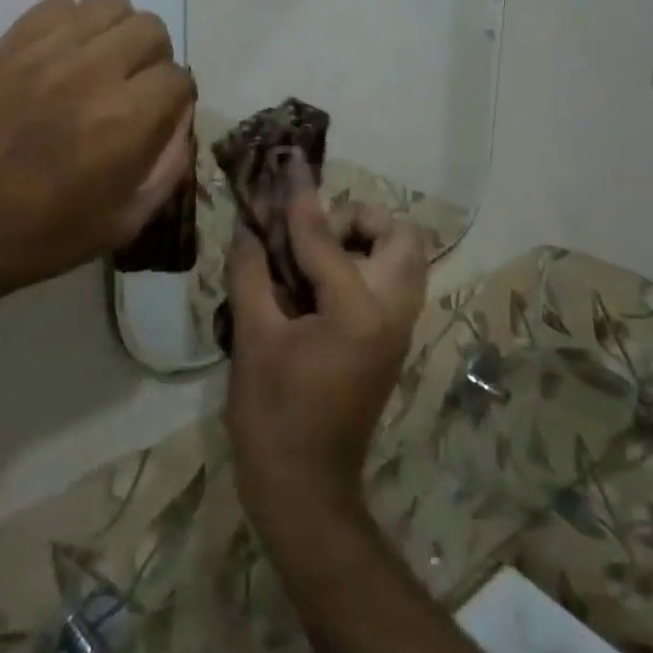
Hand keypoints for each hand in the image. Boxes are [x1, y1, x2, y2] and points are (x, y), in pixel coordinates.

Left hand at [0, 0, 193, 324]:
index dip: (176, 99)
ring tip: (100, 63)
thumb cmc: (39, 238)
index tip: (160, 116)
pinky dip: (70, 23)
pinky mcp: (7, 45)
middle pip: (150, 29)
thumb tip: (181, 126)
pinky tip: (59, 58)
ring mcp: (45, 52)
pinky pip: (56, 4)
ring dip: (116, 31)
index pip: (178, 77)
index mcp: (126, 121)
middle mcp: (92, 72)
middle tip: (133, 88)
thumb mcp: (122, 224)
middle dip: (153, 58)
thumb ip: (166, 170)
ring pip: (108, 2)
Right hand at [225, 155, 430, 537]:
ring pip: (404, 259)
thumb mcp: (253, 337)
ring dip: (365, 241)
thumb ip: (252, 272)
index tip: (288, 164)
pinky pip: (392, 283)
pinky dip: (364, 265)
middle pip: (401, 235)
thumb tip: (249, 228)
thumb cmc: (273, 415)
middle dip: (358, 219)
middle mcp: (392, 312)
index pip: (326, 236)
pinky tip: (317, 282)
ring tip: (313, 256)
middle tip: (311, 233)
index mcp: (358, 310)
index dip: (300, 199)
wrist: (306, 488)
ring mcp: (399, 329)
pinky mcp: (392, 342)